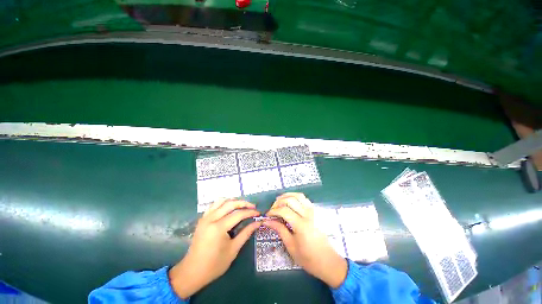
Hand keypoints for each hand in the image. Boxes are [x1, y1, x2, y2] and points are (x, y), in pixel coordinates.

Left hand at [169, 199, 260, 298]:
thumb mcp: (233, 250)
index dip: (250, 212)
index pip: (238, 214)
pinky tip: (229, 207)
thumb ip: (246, 233)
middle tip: (253, 206)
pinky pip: (214, 205)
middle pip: (230, 204)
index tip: (258, 213)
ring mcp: (205, 217)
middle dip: (244, 203)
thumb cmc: (214, 264)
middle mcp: (211, 219)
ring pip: (221, 201)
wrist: (192, 272)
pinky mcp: (202, 219)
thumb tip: (258, 223)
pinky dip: (223, 203)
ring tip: (242, 205)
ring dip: (233, 201)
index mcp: (218, 228)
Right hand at [264, 193, 347, 287]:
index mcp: (301, 225)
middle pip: (290, 200)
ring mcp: (313, 211)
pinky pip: (304, 198)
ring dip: (287, 196)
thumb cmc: (308, 258)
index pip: (284, 210)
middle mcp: (308, 214)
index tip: (267, 215)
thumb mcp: (291, 246)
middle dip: (278, 202)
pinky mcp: (316, 211)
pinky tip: (290, 202)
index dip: (273, 211)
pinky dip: (295, 196)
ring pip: (298, 196)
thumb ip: (279, 229)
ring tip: (279, 201)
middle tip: (272, 209)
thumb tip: (267, 221)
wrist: (328, 261)